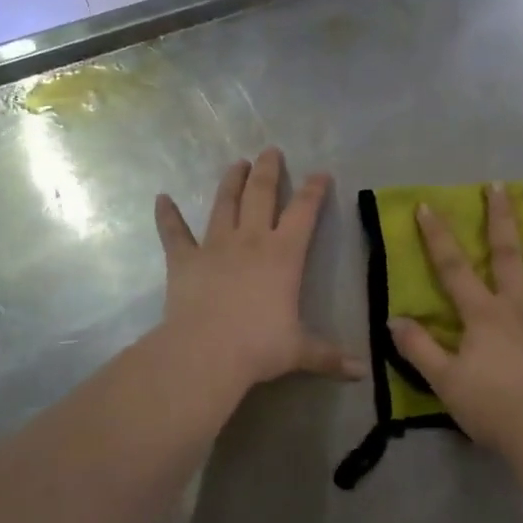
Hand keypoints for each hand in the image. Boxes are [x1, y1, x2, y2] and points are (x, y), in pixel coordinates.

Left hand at [154, 148, 364, 393]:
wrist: (205, 353)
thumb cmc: (259, 346)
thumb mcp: (300, 351)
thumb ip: (329, 356)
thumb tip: (361, 372)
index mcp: (284, 254)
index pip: (304, 212)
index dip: (314, 190)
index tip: (320, 173)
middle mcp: (250, 240)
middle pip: (261, 194)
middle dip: (268, 170)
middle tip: (270, 150)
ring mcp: (214, 246)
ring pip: (223, 204)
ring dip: (230, 181)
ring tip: (236, 163)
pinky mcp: (183, 260)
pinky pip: (174, 233)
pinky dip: (167, 215)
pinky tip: (161, 198)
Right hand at [388, 183, 522, 453]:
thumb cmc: (489, 407)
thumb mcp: (443, 380)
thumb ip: (418, 347)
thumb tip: (393, 319)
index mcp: (482, 315)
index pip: (453, 269)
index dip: (437, 238)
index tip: (428, 206)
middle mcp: (517, 307)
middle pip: (508, 255)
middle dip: (501, 219)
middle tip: (501, 186)